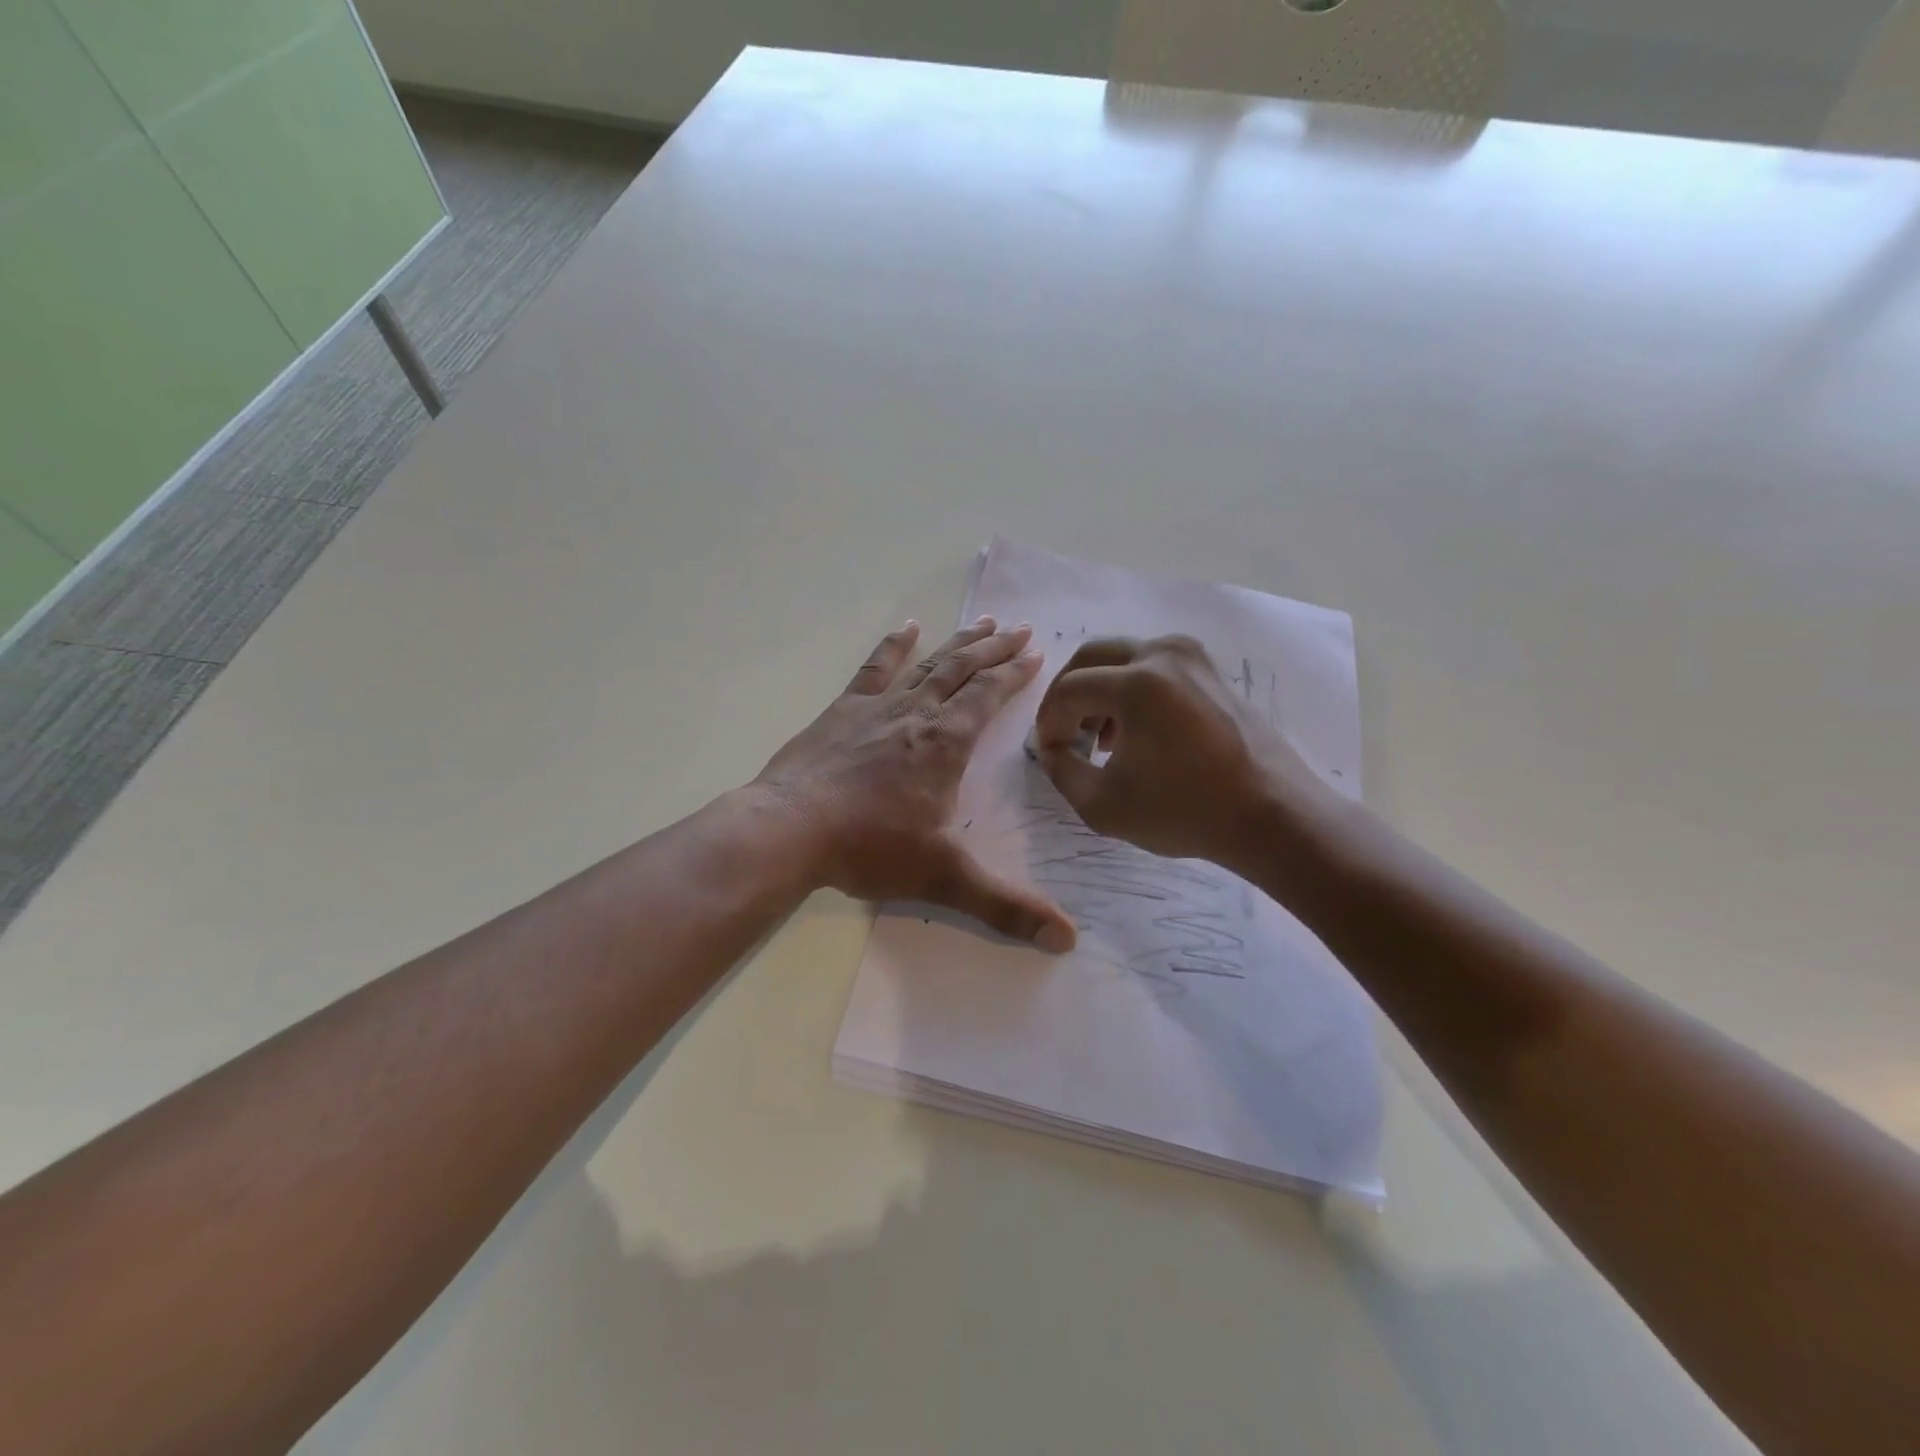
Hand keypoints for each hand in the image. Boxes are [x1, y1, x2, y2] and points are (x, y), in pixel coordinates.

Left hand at [758, 618, 1076, 951]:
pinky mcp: (843, 710)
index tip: (1037, 654)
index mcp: (946, 743)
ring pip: (928, 664)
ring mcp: (877, 707)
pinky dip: (894, 646)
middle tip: (1021, 628)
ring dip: (958, 643)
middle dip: (996, 649)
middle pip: (964, 670)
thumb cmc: (869, 847)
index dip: (1015, 675)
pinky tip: (907, 628)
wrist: (790, 829)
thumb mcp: (944, 878)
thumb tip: (1068, 939)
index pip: (989, 696)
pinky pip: (875, 669)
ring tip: (984, 622)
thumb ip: (1006, 908)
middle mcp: (918, 714)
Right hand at [1032, 636, 1339, 865]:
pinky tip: (1134, 731)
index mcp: (1137, 682)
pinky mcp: (1211, 671)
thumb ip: (1062, 771)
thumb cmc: (1185, 811)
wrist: (1272, 815)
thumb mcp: (1103, 804)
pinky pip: (1155, 666)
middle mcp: (1164, 654)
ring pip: (1124, 657)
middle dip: (1068, 694)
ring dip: (1100, 689)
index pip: (1069, 689)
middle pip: (1092, 657)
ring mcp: (1193, 658)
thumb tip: (1051, 749)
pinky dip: (1131, 689)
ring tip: (1099, 737)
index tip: (1047, 752)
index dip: (1048, 721)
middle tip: (1063, 732)